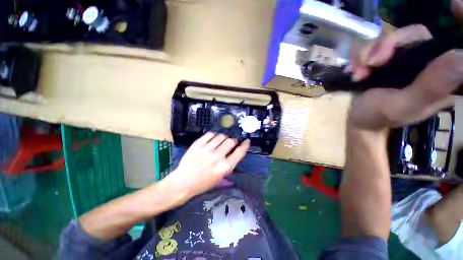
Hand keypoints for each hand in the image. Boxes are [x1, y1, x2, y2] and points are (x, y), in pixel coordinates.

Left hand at [165, 132, 249, 198]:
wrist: (183, 182)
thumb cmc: (203, 183)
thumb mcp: (220, 178)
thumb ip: (230, 166)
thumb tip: (237, 154)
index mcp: (225, 167)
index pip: (239, 152)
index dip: (245, 145)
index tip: (246, 140)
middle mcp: (217, 157)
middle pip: (231, 141)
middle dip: (233, 140)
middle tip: (231, 142)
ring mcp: (207, 149)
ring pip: (221, 136)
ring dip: (224, 137)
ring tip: (221, 140)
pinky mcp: (198, 144)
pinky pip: (210, 134)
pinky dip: (214, 135)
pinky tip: (213, 139)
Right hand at [348, 25, 462, 129]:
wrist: (357, 117)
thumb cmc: (378, 116)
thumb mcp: (403, 106)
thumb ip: (431, 87)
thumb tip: (461, 57)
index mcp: (441, 76)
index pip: (455, 46)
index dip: (461, 22)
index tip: (455, 4)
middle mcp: (426, 62)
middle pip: (414, 34)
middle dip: (388, 45)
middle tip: (371, 63)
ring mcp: (405, 59)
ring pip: (391, 37)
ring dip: (368, 53)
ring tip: (358, 74)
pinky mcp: (387, 59)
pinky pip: (374, 45)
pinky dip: (361, 56)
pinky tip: (355, 71)